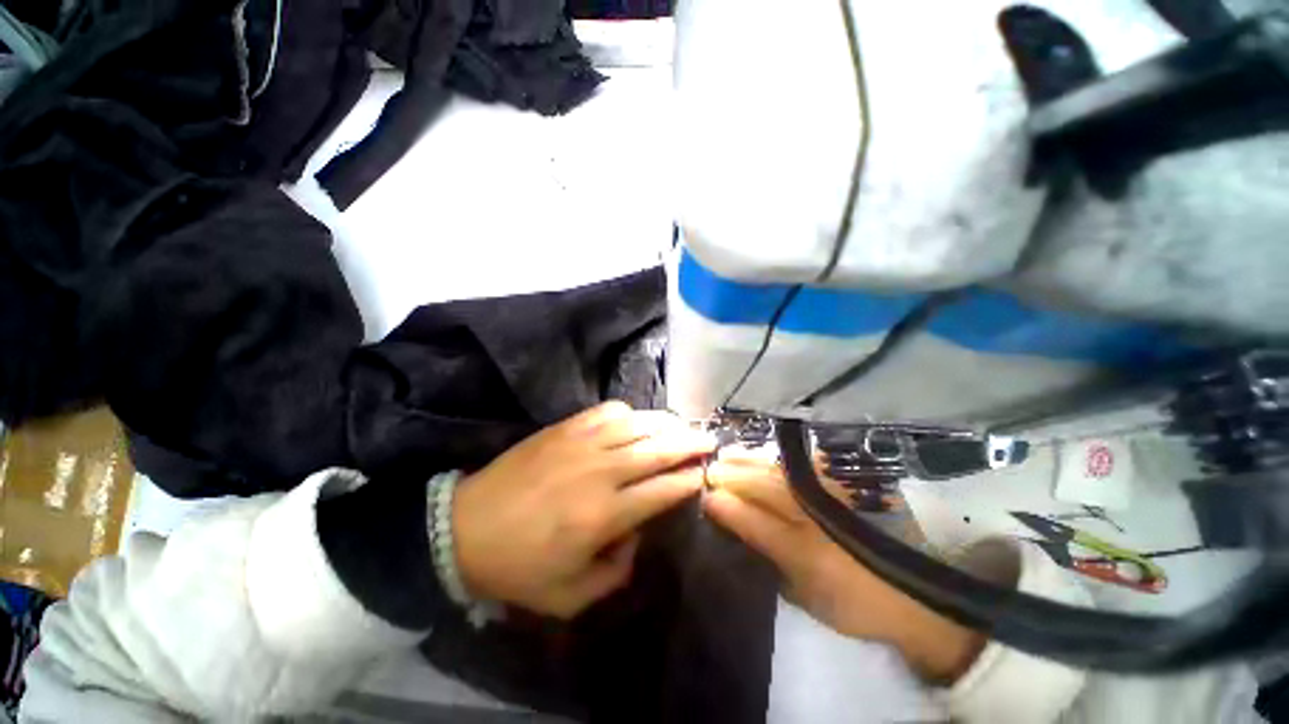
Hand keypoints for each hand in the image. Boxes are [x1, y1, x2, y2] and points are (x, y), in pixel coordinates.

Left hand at [454, 402, 713, 618]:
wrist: (463, 528)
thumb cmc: (518, 567)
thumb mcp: (570, 597)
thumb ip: (616, 572)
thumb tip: (637, 535)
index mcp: (605, 514)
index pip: (663, 489)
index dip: (689, 479)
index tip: (705, 473)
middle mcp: (601, 471)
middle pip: (658, 448)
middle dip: (689, 443)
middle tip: (709, 439)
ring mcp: (582, 443)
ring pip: (638, 424)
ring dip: (665, 423)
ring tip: (681, 425)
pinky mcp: (564, 428)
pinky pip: (607, 411)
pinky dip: (628, 412)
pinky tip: (634, 420)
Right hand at [703, 454, 983, 683]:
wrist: (915, 593)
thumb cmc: (851, 600)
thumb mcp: (803, 591)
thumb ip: (765, 555)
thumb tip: (730, 522)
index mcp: (803, 548)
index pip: (752, 518)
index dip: (725, 504)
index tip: (704, 493)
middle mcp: (815, 513)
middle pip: (764, 486)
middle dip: (732, 474)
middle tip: (710, 467)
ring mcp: (832, 494)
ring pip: (780, 470)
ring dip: (750, 460)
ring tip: (728, 453)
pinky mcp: (848, 484)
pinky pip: (806, 463)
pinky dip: (781, 457)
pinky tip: (766, 452)